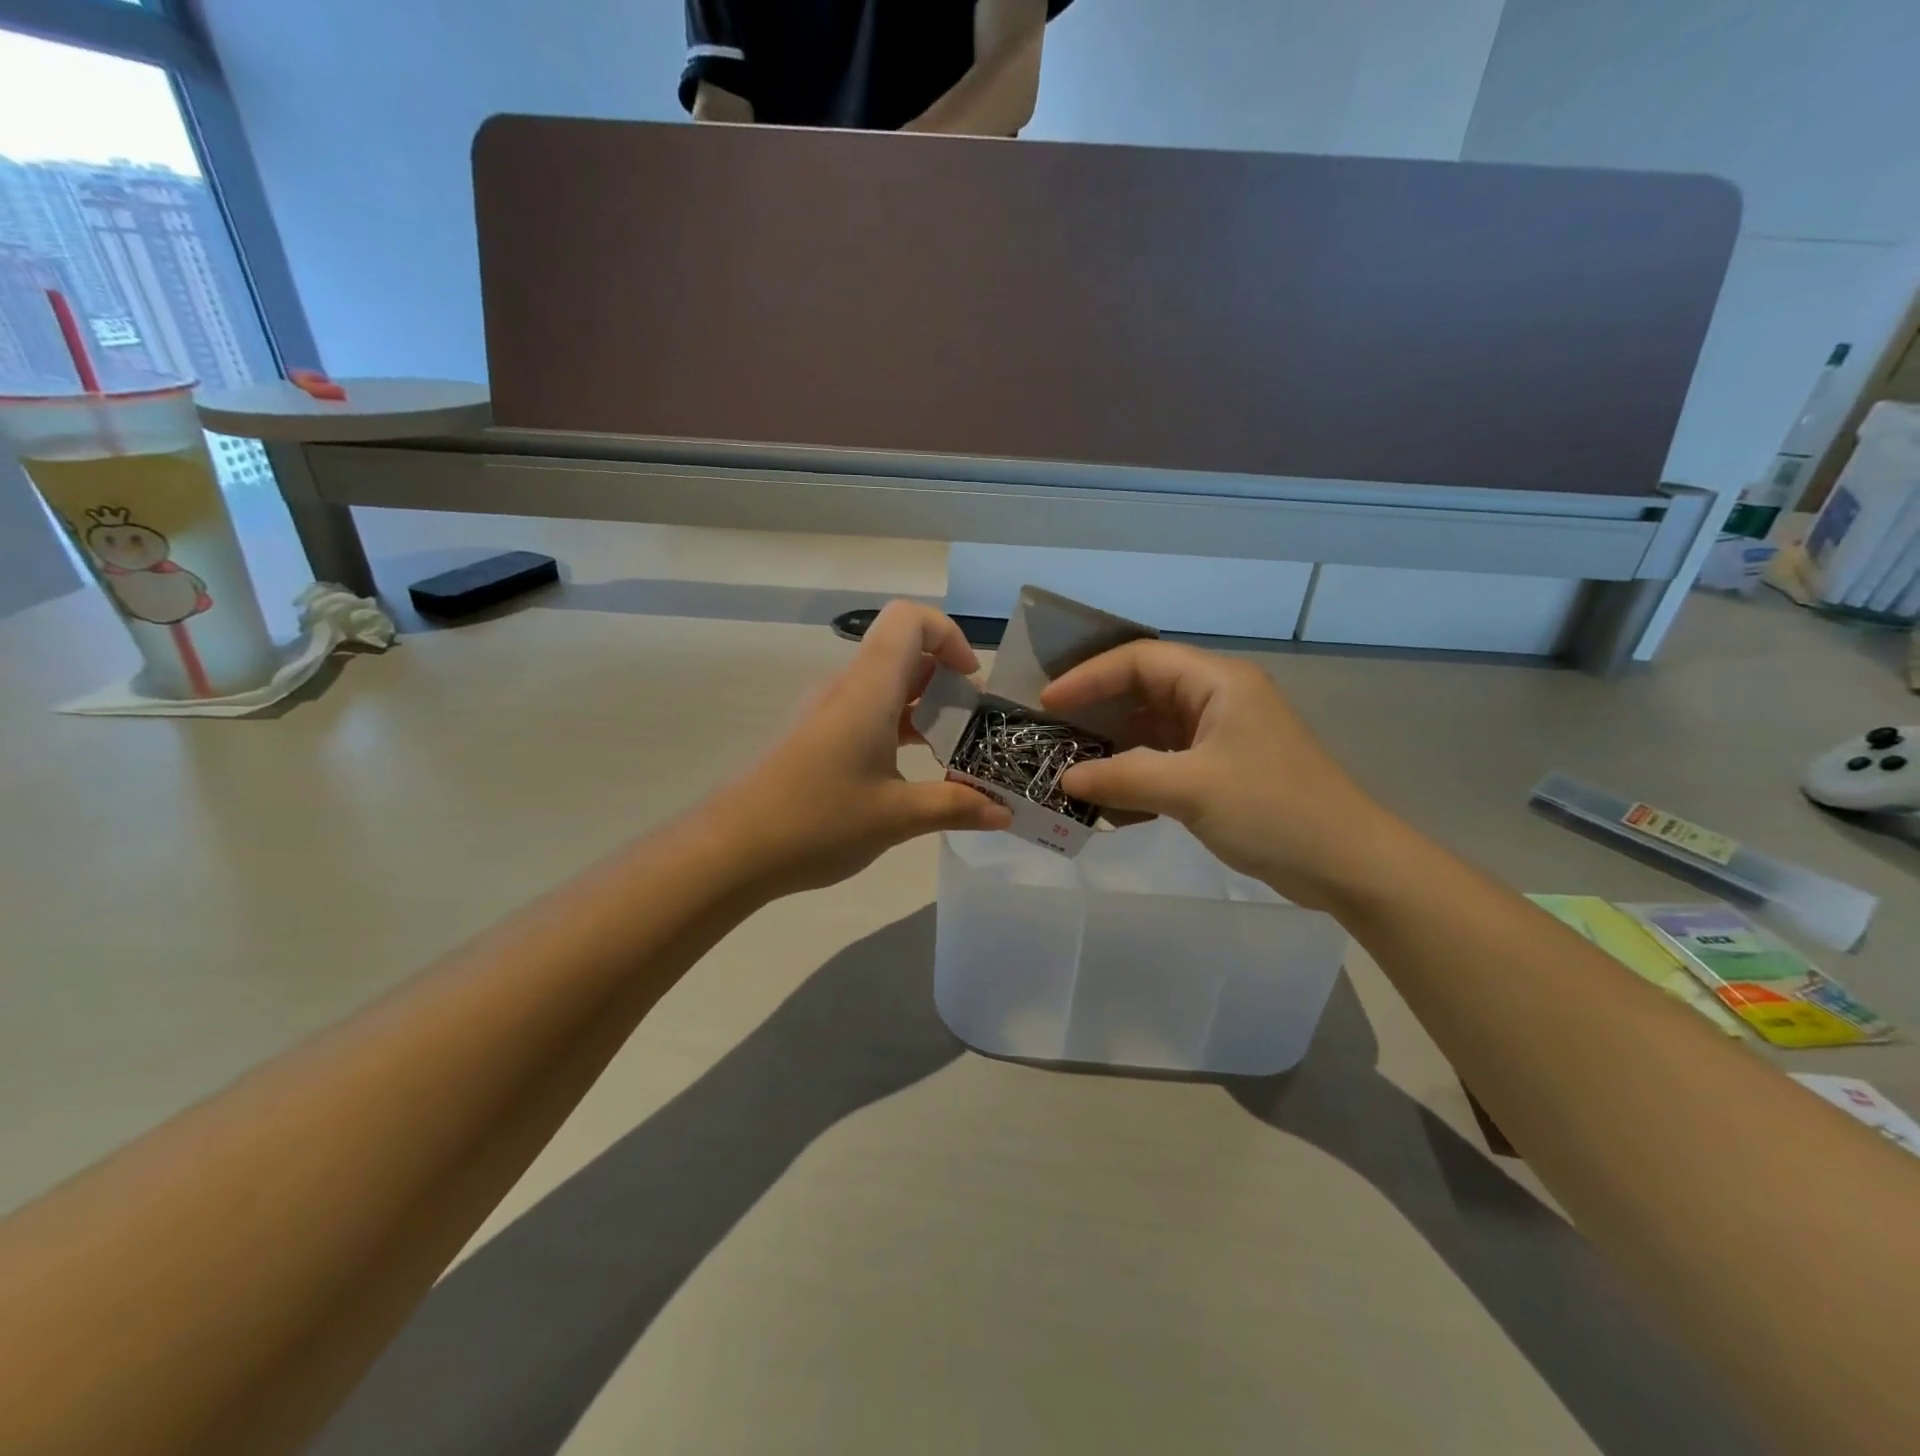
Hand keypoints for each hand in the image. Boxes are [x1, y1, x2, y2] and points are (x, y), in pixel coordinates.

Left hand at [705, 601, 1011, 897]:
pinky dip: (896, 728)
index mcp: (867, 689)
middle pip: (901, 650)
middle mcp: (845, 688)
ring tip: (951, 752)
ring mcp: (825, 712)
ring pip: (884, 685)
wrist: (730, 849)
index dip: (949, 635)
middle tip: (973, 725)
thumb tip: (1005, 813)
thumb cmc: (817, 822)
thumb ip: (956, 807)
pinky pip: (865, 712)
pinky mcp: (813, 736)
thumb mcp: (896, 818)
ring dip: (922, 707)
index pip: (909, 619)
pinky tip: (910, 772)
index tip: (971, 684)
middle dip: (946, 679)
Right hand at [1040, 641, 1403, 909]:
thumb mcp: (1191, 789)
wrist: (1347, 865)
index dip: (1089, 676)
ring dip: (1113, 745)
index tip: (1048, 702)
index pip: (1140, 660)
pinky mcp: (1222, 770)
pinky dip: (1135, 773)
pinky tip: (1107, 798)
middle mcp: (1218, 699)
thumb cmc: (1273, 810)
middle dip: (1096, 708)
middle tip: (1051, 731)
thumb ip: (1123, 777)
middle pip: (1144, 689)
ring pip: (1152, 726)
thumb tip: (1066, 780)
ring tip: (1069, 763)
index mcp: (1218, 682)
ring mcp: (1221, 736)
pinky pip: (1166, 760)